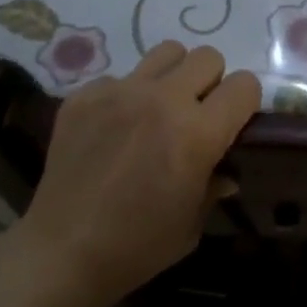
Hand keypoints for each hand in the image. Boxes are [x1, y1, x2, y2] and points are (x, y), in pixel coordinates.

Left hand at [19, 41, 260, 306]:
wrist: (62, 253)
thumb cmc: (137, 246)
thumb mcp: (192, 223)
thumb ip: (213, 184)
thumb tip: (224, 171)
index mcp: (197, 133)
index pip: (244, 85)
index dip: (244, 102)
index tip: (233, 121)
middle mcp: (162, 100)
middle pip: (207, 57)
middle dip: (210, 82)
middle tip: (196, 113)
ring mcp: (120, 92)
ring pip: (166, 52)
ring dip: (172, 76)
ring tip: (158, 107)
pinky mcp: (85, 95)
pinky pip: (119, 77)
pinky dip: (125, 96)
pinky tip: (114, 128)